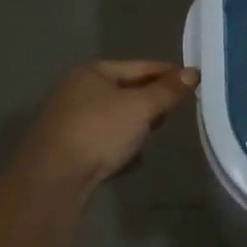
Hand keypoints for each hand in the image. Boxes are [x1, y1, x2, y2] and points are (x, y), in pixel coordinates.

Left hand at [20, 60, 198, 192]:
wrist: (52, 180)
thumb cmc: (99, 132)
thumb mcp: (140, 107)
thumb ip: (168, 90)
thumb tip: (194, 73)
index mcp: (92, 72)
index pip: (140, 66)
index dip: (168, 73)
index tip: (194, 81)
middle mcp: (77, 91)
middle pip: (126, 92)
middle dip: (150, 103)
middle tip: (172, 112)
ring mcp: (70, 122)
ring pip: (116, 119)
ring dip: (135, 128)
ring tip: (149, 139)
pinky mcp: (68, 150)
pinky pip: (104, 142)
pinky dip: (118, 148)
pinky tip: (128, 161)